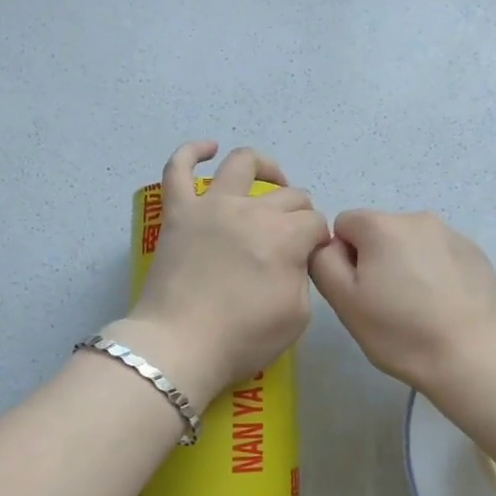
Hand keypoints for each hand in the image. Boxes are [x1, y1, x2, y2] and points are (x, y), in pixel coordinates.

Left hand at [117, 141, 329, 407]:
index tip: (311, 257)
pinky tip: (208, 148)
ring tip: (271, 179)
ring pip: (243, 164)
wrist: (179, 347)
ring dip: (264, 167)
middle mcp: (252, 210)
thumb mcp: (298, 315)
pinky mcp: (178, 211)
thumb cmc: (242, 338)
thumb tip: (295, 257)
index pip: (315, 222)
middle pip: (288, 195)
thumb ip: (303, 276)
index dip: (317, 239)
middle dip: (299, 212)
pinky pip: (177, 170)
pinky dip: (192, 152)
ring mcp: (211, 205)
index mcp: (285, 236)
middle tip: (293, 235)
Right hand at [308, 209, 495, 397]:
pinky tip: (443, 304)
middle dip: (376, 259)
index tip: (359, 290)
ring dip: (406, 264)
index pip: (344, 224)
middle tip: (386, 303)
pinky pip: (440, 255)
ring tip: (418, 306)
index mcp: (381, 225)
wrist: (471, 354)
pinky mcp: (475, 252)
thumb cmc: (400, 330)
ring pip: (411, 244)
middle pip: (379, 232)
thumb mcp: (344, 301)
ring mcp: (451, 233)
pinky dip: (436, 272)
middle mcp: (417, 218)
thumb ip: (324, 262)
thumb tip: (330, 246)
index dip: (344, 257)